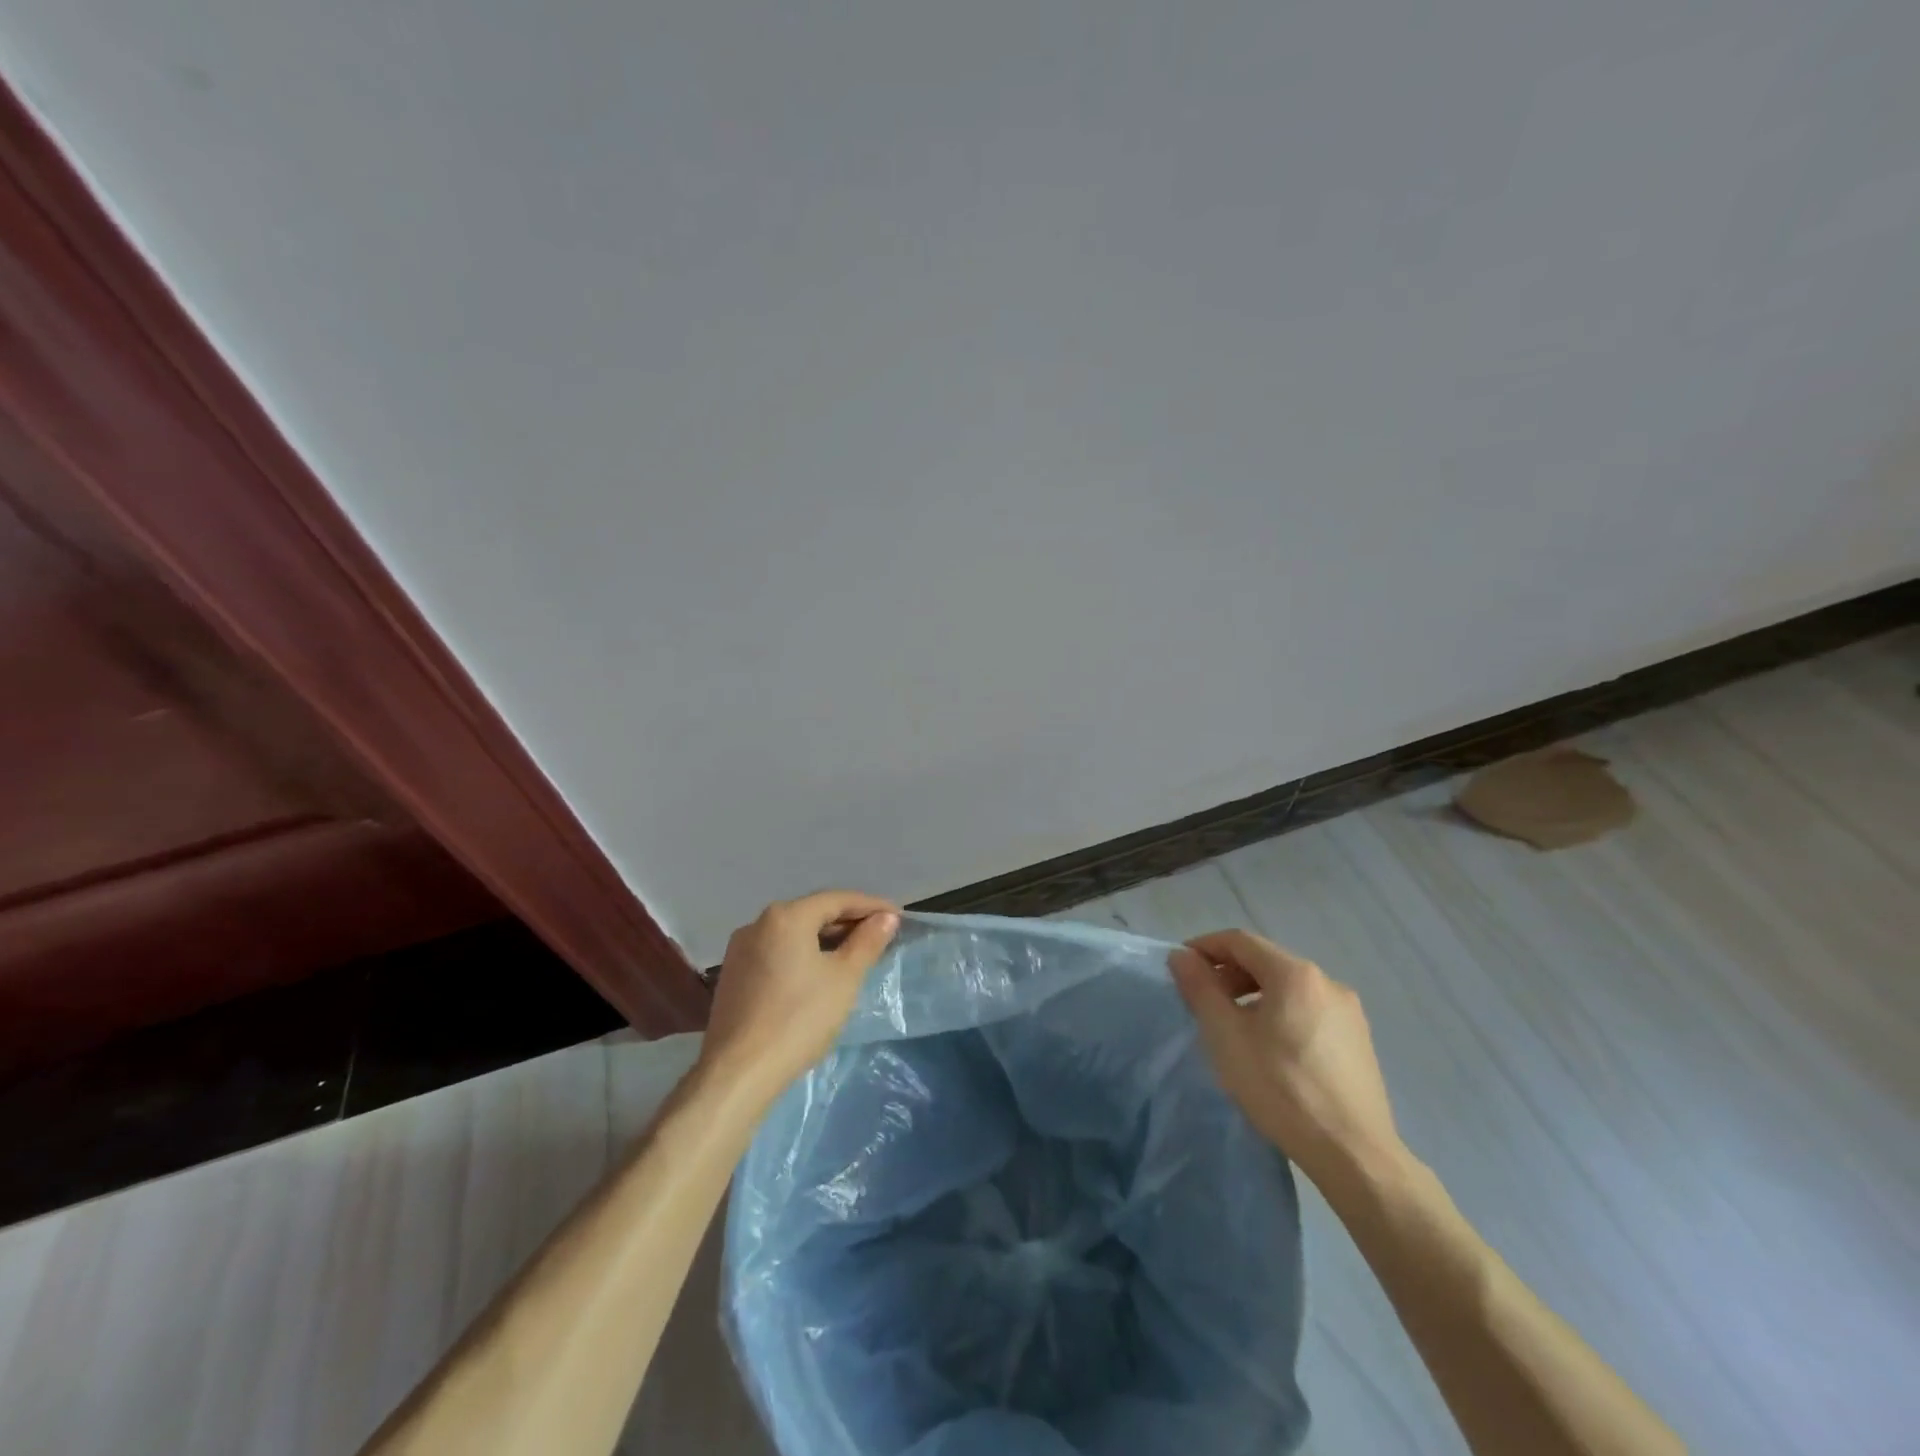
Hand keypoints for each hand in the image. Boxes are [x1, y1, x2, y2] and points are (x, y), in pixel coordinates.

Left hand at [699, 891, 899, 1099]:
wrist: (738, 1073)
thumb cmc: (799, 1019)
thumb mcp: (844, 978)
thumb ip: (867, 942)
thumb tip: (886, 918)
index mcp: (786, 916)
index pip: (837, 899)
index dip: (871, 906)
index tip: (898, 917)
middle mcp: (758, 923)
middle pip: (813, 912)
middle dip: (848, 922)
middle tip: (880, 936)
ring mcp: (741, 949)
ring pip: (793, 933)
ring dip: (825, 938)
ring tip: (854, 954)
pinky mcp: (733, 975)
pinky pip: (777, 952)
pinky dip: (802, 954)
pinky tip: (818, 973)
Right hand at [1170, 929, 1406, 1190]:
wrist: (1353, 1155)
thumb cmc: (1281, 1088)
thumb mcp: (1226, 1035)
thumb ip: (1200, 988)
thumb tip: (1182, 955)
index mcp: (1295, 974)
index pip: (1240, 941)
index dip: (1205, 947)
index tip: (1181, 967)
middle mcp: (1327, 981)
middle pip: (1266, 961)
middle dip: (1229, 972)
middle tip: (1202, 999)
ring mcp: (1348, 1012)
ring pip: (1289, 987)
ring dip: (1254, 993)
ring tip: (1233, 1025)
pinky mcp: (1359, 1040)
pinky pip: (1309, 1010)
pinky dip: (1280, 1012)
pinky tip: (1270, 1047)